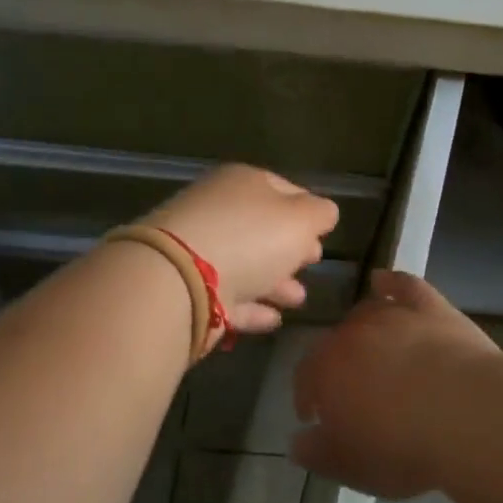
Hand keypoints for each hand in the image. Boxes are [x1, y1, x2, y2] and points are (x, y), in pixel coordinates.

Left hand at [144, 166, 338, 335]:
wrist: (178, 279)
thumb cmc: (249, 237)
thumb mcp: (300, 219)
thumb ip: (320, 214)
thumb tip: (324, 213)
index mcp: (244, 183)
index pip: (283, 189)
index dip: (307, 210)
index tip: (324, 234)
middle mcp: (218, 210)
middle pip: (262, 227)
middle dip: (290, 246)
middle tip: (312, 262)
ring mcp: (198, 250)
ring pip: (246, 263)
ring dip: (274, 281)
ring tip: (298, 299)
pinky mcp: (188, 290)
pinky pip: (228, 296)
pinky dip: (251, 305)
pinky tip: (273, 319)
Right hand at [291, 271, 502, 498]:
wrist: (468, 414)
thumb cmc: (403, 447)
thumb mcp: (351, 466)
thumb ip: (317, 453)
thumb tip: (298, 441)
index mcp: (327, 370)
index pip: (305, 375)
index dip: (307, 394)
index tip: (314, 414)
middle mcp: (354, 333)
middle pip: (336, 341)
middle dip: (337, 363)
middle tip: (351, 389)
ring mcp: (394, 314)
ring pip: (367, 311)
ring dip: (362, 328)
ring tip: (371, 348)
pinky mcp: (431, 306)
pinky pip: (404, 285)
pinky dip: (391, 282)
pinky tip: (384, 280)